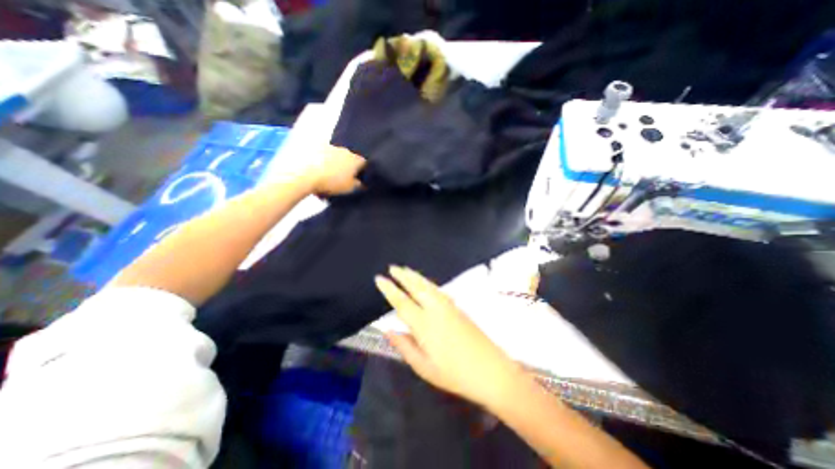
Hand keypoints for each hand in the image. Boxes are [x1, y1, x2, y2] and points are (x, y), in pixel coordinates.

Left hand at [302, 144, 363, 193]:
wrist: (303, 174)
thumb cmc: (331, 182)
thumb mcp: (350, 188)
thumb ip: (359, 185)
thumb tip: (362, 183)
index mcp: (355, 159)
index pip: (364, 163)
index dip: (363, 171)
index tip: (359, 180)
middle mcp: (344, 149)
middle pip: (349, 158)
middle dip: (347, 167)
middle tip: (342, 180)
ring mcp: (328, 146)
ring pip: (334, 157)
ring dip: (333, 166)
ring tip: (327, 178)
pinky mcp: (313, 147)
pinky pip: (321, 156)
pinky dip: (320, 163)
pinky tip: (316, 174)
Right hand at [376, 266, 522, 407]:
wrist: (491, 370)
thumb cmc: (454, 374)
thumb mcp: (424, 367)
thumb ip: (405, 347)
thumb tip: (388, 331)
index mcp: (424, 325)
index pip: (402, 302)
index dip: (389, 289)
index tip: (379, 278)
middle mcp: (436, 309)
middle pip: (416, 286)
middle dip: (403, 275)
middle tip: (392, 267)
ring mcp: (448, 306)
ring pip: (428, 285)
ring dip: (415, 276)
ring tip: (405, 269)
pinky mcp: (457, 307)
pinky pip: (437, 289)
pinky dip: (427, 282)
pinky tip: (425, 283)